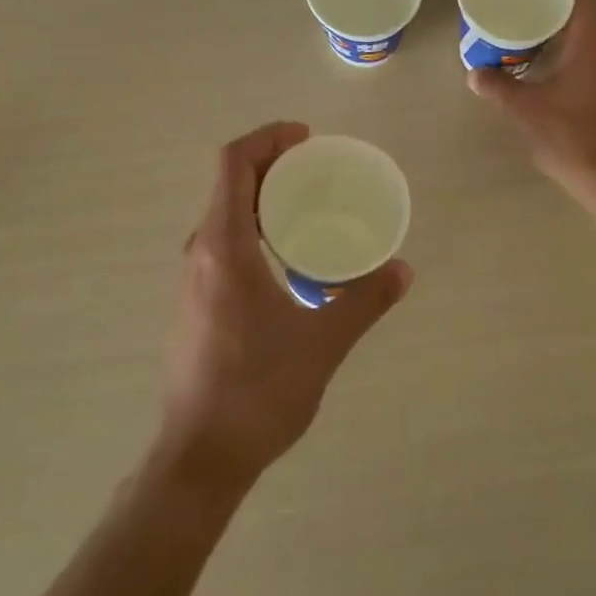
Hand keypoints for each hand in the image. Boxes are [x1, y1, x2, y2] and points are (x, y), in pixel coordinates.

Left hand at [161, 122, 412, 486]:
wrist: (200, 458)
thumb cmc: (258, 391)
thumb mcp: (322, 343)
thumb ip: (364, 301)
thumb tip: (402, 269)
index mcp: (223, 246)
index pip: (234, 163)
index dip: (268, 138)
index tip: (307, 139)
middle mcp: (200, 252)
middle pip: (230, 184)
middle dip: (273, 164)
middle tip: (319, 170)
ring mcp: (193, 279)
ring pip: (225, 214)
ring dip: (263, 197)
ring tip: (310, 206)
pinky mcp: (195, 303)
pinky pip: (223, 242)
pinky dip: (254, 227)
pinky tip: (288, 257)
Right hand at [468, 0, 595, 200]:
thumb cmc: (569, 135)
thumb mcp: (524, 109)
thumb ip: (496, 86)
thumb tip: (474, 73)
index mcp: (594, 38)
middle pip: (585, 7)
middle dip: (552, 4)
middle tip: (518, 6)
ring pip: (590, 30)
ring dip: (562, 28)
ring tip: (526, 32)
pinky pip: (595, 50)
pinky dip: (572, 47)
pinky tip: (546, 63)